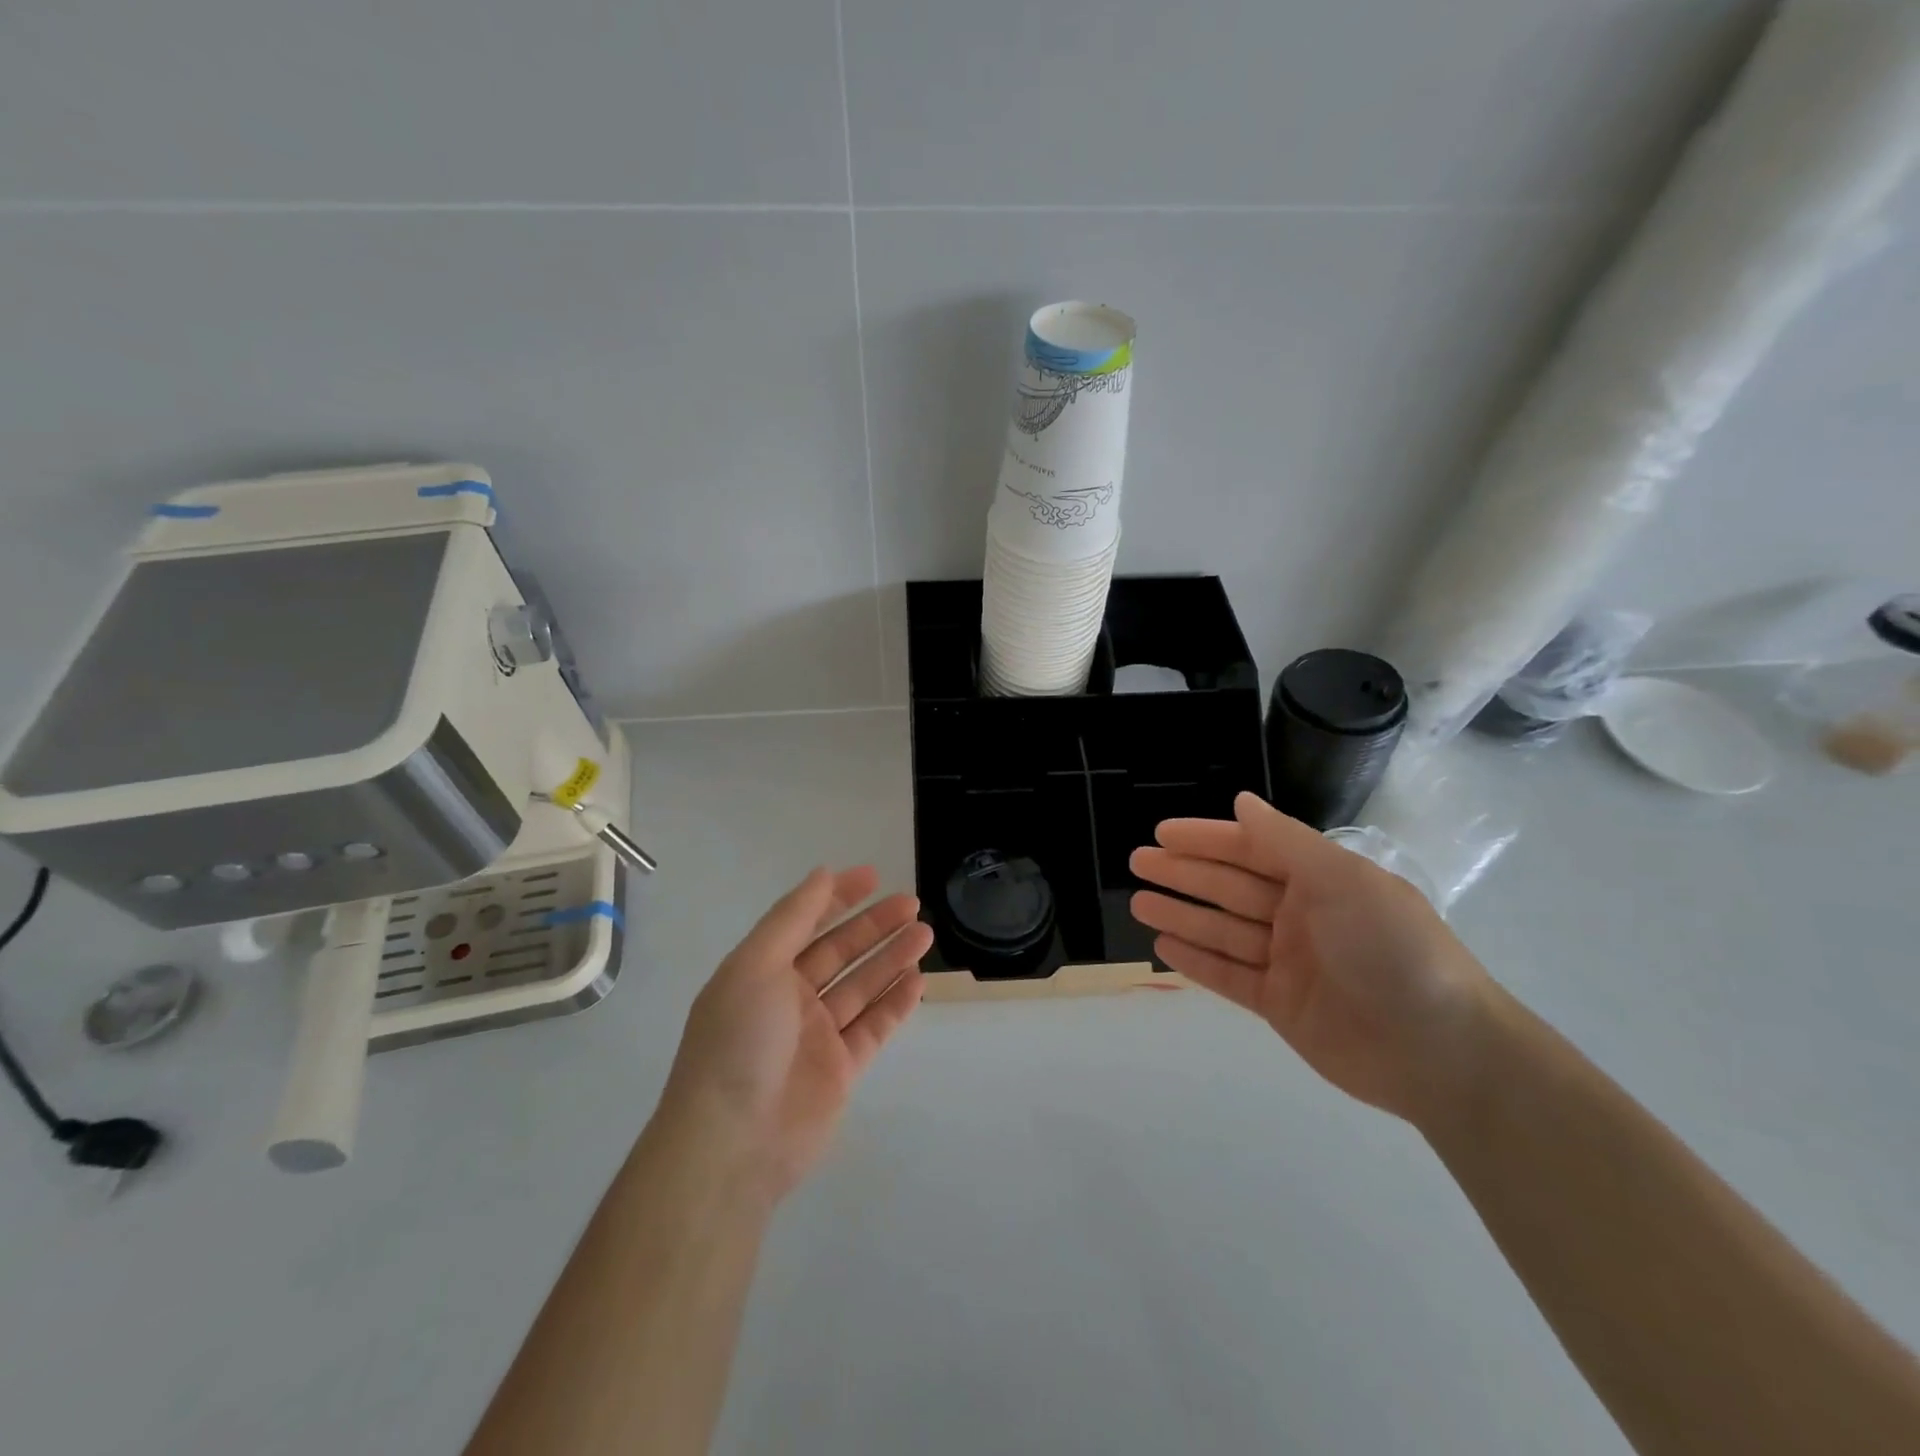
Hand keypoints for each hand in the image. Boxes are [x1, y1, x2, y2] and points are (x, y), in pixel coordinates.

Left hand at [657, 867, 930, 1203]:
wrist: (733, 1143)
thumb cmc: (740, 1040)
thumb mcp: (756, 965)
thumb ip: (792, 918)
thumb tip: (822, 873)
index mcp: (761, 971)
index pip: (805, 922)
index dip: (837, 898)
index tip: (872, 877)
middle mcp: (789, 999)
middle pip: (839, 952)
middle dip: (874, 926)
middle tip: (912, 904)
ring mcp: (816, 1036)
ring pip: (861, 987)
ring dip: (891, 958)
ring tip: (925, 933)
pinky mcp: (841, 1070)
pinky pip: (873, 1027)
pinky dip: (895, 1003)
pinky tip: (918, 980)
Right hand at [1130, 792, 1492, 1123]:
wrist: (1440, 1051)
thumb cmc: (1392, 949)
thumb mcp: (1343, 880)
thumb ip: (1286, 841)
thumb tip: (1242, 801)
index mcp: (1320, 879)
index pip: (1250, 849)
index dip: (1205, 839)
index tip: (1161, 832)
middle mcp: (1301, 915)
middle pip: (1229, 887)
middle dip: (1183, 873)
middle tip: (1136, 863)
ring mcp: (1289, 961)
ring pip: (1222, 930)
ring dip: (1181, 915)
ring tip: (1137, 904)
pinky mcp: (1280, 1004)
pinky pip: (1229, 975)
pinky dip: (1197, 961)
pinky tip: (1164, 947)